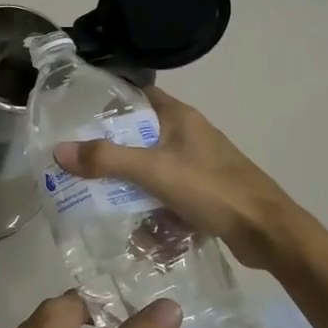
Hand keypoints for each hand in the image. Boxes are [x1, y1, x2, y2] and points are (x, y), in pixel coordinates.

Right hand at [51, 85, 306, 269]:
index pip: (135, 94)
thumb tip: (59, 151)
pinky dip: (147, 203)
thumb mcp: (154, 171)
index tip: (74, 111)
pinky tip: (130, 224)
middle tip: (75, 159)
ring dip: (126, 180)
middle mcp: (186, 134)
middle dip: (108, 148)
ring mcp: (196, 163)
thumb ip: (106, 160)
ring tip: (94, 194)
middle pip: (137, 133)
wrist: (268, 233)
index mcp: (179, 117)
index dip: (106, 99)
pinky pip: (163, 191)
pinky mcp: (201, 191)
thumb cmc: (212, 189)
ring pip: (149, 165)